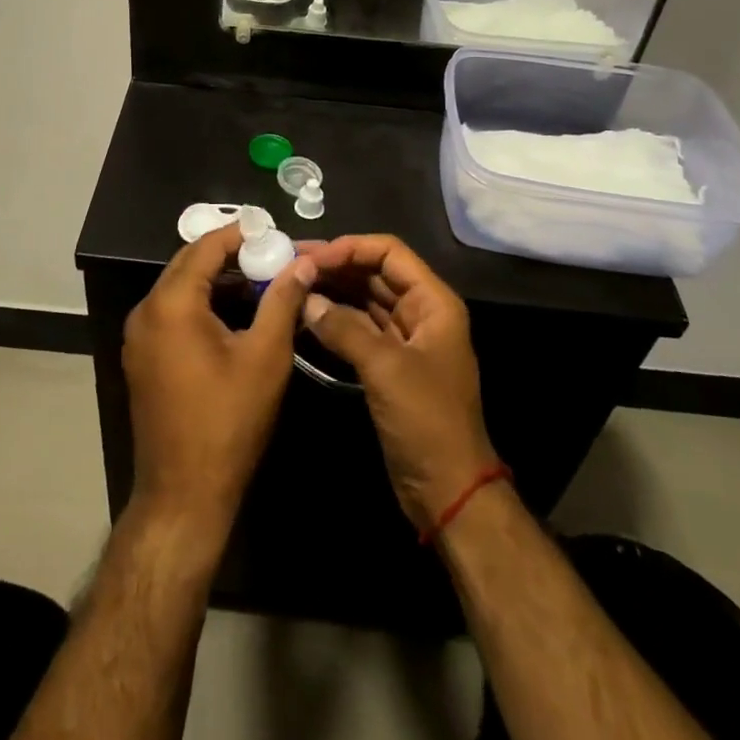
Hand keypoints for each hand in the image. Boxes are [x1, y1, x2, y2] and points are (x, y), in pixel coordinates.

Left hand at [123, 224, 316, 526]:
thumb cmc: (228, 421)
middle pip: (188, 263)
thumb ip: (282, 300)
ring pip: (180, 288)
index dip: (239, 233)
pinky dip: (201, 303)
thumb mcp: (265, 356)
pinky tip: (234, 313)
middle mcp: (146, 311)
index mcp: (171, 303)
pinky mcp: (142, 357)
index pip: (205, 247)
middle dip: (228, 254)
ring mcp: (139, 336)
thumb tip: (302, 262)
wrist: (183, 494)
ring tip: (259, 279)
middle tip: (269, 253)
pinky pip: (172, 312)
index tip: (271, 230)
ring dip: (216, 279)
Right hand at [301, 234, 498, 530]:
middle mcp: (420, 312)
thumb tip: (306, 299)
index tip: (311, 257)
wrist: (448, 491)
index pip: (389, 252)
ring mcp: (404, 339)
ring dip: (332, 290)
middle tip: (291, 264)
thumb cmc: (427, 421)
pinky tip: (305, 315)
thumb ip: (344, 328)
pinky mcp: (388, 363)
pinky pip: (358, 327)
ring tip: (292, 283)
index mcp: (433, 302)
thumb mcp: (385, 369)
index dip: (350, 248)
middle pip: (375, 273)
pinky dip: (334, 319)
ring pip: (364, 299)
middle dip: (335, 266)